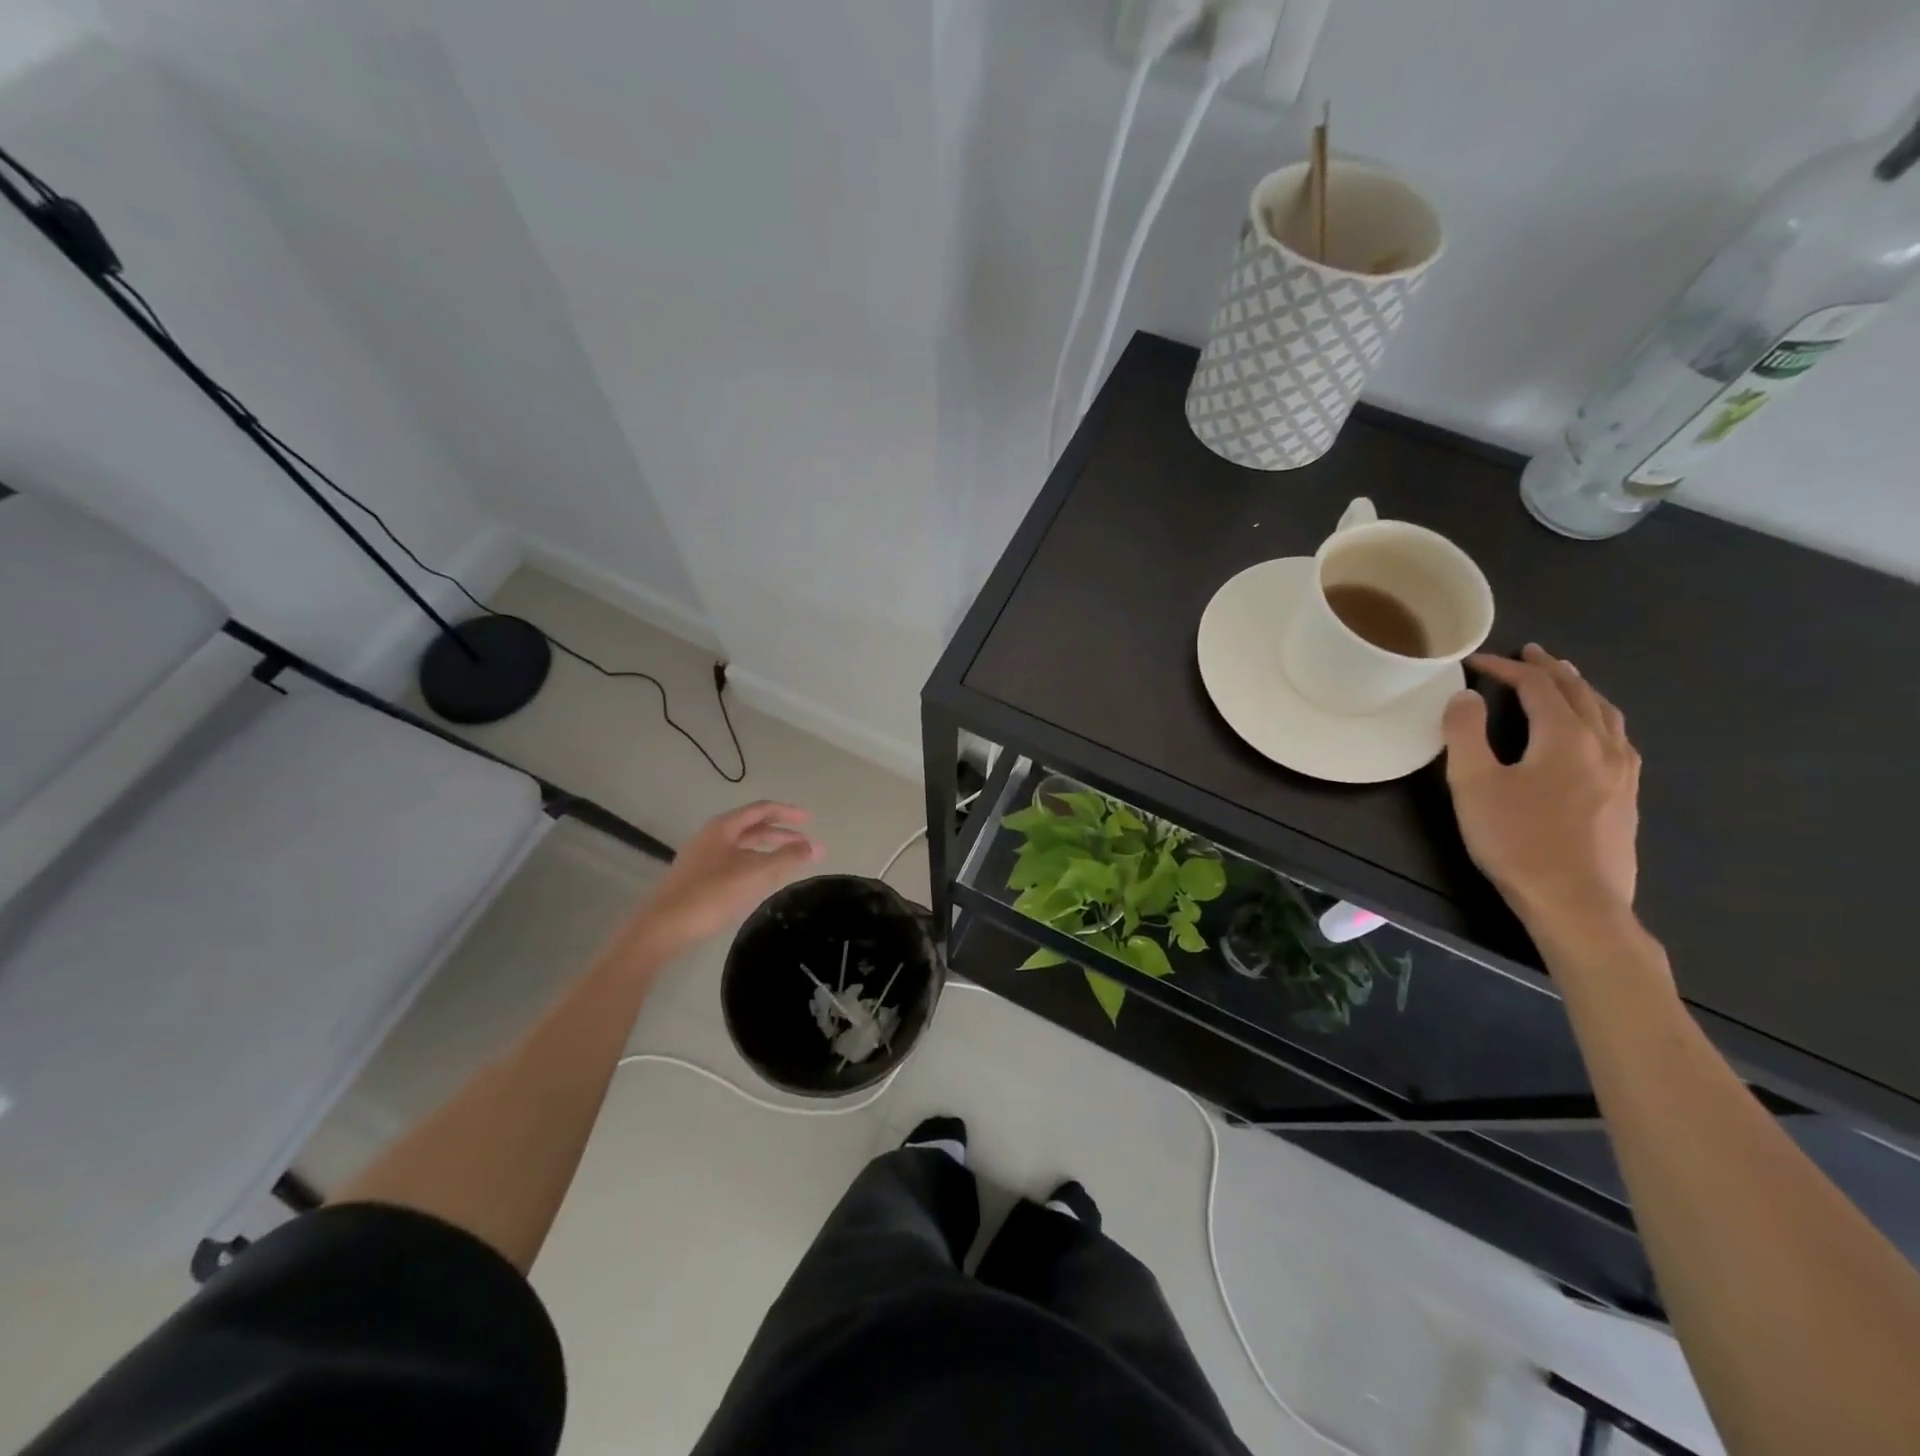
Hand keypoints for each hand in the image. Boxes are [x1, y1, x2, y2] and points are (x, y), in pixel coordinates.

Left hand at [634, 801, 822, 951]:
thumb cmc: (711, 895)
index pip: (762, 809)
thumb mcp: (755, 874)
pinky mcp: (698, 878)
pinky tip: (762, 881)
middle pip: (753, 827)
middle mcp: (712, 836)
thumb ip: (788, 858)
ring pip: (743, 846)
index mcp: (724, 827)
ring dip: (769, 850)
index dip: (789, 812)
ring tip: (790, 862)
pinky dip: (755, 864)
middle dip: (782, 833)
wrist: (662, 928)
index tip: (812, 820)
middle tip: (807, 844)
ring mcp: (702, 857)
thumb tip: (816, 846)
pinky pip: (734, 862)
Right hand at [1442, 645, 1640, 934]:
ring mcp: (1623, 773)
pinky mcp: (1627, 797)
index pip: (1537, 687)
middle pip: (1581, 693)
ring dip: (1582, 691)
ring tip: (1565, 681)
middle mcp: (1603, 745)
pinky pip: (1618, 740)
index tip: (1476, 662)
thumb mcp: (1474, 784)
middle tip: (1530, 653)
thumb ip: (1466, 733)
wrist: (1576, 901)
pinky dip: (1599, 719)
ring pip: (1607, 715)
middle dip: (1551, 670)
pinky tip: (1593, 733)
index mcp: (1566, 737)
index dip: (1506, 668)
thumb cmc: (1517, 840)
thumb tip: (1465, 695)